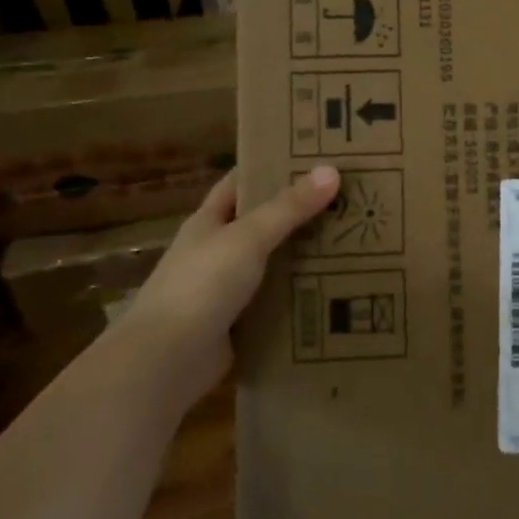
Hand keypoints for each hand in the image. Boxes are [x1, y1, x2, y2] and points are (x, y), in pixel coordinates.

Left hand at [118, 167, 340, 402]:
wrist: (166, 361)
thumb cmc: (201, 285)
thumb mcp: (248, 237)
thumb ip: (289, 207)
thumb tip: (332, 170)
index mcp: (208, 222)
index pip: (240, 183)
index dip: (269, 167)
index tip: (311, 157)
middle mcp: (215, 252)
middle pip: (261, 224)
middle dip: (298, 213)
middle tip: (345, 200)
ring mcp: (225, 290)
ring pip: (271, 264)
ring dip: (302, 256)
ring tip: (351, 242)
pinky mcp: (238, 324)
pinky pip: (274, 302)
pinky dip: (298, 296)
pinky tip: (333, 289)